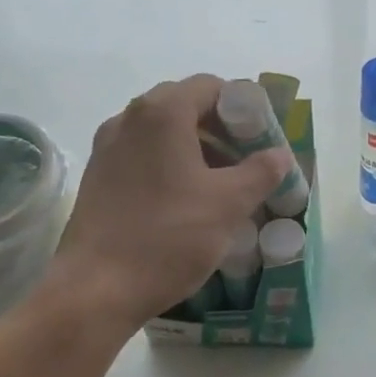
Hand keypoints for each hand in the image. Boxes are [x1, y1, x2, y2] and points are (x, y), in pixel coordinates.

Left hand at [52, 75, 287, 328]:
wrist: (95, 290)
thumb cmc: (168, 237)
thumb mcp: (228, 204)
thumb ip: (261, 172)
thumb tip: (280, 154)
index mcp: (161, 113)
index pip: (210, 86)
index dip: (242, 107)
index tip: (262, 138)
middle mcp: (128, 119)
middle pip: (184, 105)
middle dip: (220, 127)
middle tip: (246, 160)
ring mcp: (107, 147)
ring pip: (161, 132)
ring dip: (195, 147)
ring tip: (221, 183)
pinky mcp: (97, 176)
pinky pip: (141, 154)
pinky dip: (169, 163)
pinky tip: (185, 200)